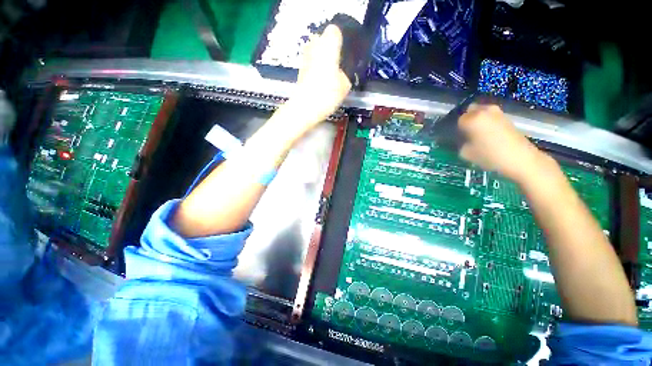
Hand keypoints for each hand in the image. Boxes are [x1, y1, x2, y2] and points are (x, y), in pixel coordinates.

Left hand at [285, 24, 352, 130]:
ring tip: (329, 76)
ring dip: (322, 60)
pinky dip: (316, 69)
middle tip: (338, 66)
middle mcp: (314, 46)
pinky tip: (321, 83)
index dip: (341, 41)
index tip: (345, 54)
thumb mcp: (345, 86)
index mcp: (328, 44)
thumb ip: (345, 74)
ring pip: (316, 52)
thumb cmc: (327, 93)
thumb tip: (340, 73)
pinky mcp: (300, 70)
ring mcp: (305, 58)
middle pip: (323, 40)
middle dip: (330, 50)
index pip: (335, 31)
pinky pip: (311, 64)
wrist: (305, 108)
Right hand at [458, 104, 549, 182]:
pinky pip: (491, 117)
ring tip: (477, 134)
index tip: (457, 137)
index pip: (457, 120)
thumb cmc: (490, 156)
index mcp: (471, 118)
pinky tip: (488, 135)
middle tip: (466, 133)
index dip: (456, 129)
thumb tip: (460, 140)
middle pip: (470, 110)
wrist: (520, 159)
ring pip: (481, 112)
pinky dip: (487, 123)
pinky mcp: (507, 118)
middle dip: (467, 119)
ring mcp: (497, 113)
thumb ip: (460, 144)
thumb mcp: (466, 153)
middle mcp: (484, 111)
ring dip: (478, 120)